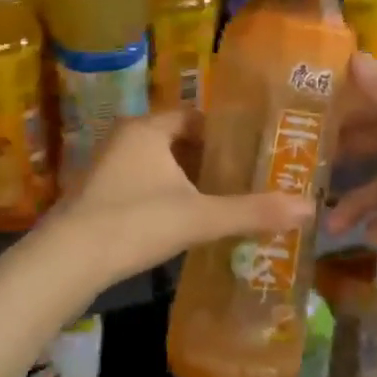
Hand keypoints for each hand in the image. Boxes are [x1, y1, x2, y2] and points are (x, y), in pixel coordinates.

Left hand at [40, 109, 314, 287]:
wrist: (67, 261)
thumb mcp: (200, 217)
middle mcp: (123, 138)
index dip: (223, 131)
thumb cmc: (135, 223)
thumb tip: (309, 208)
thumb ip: (252, 212)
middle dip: (206, 158)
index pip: (193, 116)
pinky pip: (139, 183)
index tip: (251, 150)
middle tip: (242, 176)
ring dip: (184, 178)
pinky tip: (181, 218)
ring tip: (219, 198)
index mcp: (146, 129)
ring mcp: (105, 166)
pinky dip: (162, 194)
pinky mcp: (95, 194)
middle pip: (175, 139)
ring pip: (156, 163)